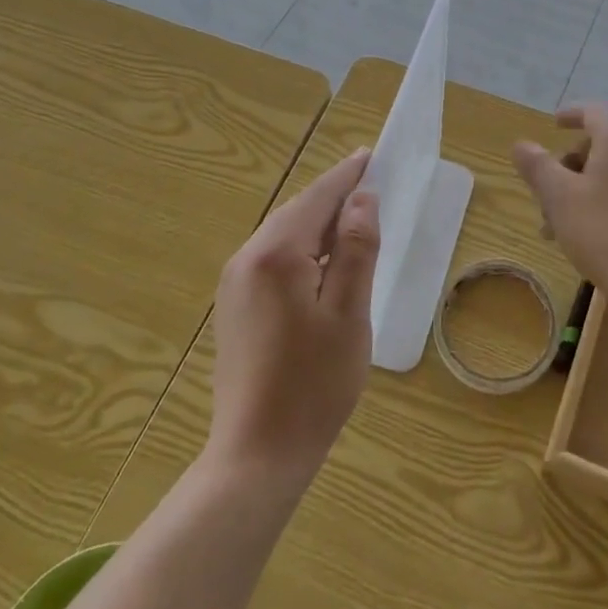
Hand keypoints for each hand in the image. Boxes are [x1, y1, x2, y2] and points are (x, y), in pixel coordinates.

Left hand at [206, 148, 379, 491]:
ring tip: (355, 223)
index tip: (372, 154)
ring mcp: (235, 284)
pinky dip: (302, 250)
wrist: (257, 454)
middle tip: (372, 186)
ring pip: (284, 236)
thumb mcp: (349, 313)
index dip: (347, 176)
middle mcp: (247, 259)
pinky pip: (273, 259)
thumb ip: (356, 249)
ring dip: (319, 225)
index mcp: (275, 254)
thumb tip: (362, 199)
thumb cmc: (314, 383)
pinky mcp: (235, 307)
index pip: (317, 198)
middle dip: (334, 198)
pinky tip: (324, 265)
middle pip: (297, 212)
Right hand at [512, 104, 607, 316]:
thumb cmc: (605, 234)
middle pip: (602, 144)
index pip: (593, 111)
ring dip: (584, 189)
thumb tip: (522, 145)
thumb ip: (537, 166)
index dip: (570, 114)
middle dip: (569, 165)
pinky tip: (591, 235)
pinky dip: (607, 201)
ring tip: (559, 227)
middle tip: (545, 194)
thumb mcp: (559, 198)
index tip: (552, 124)